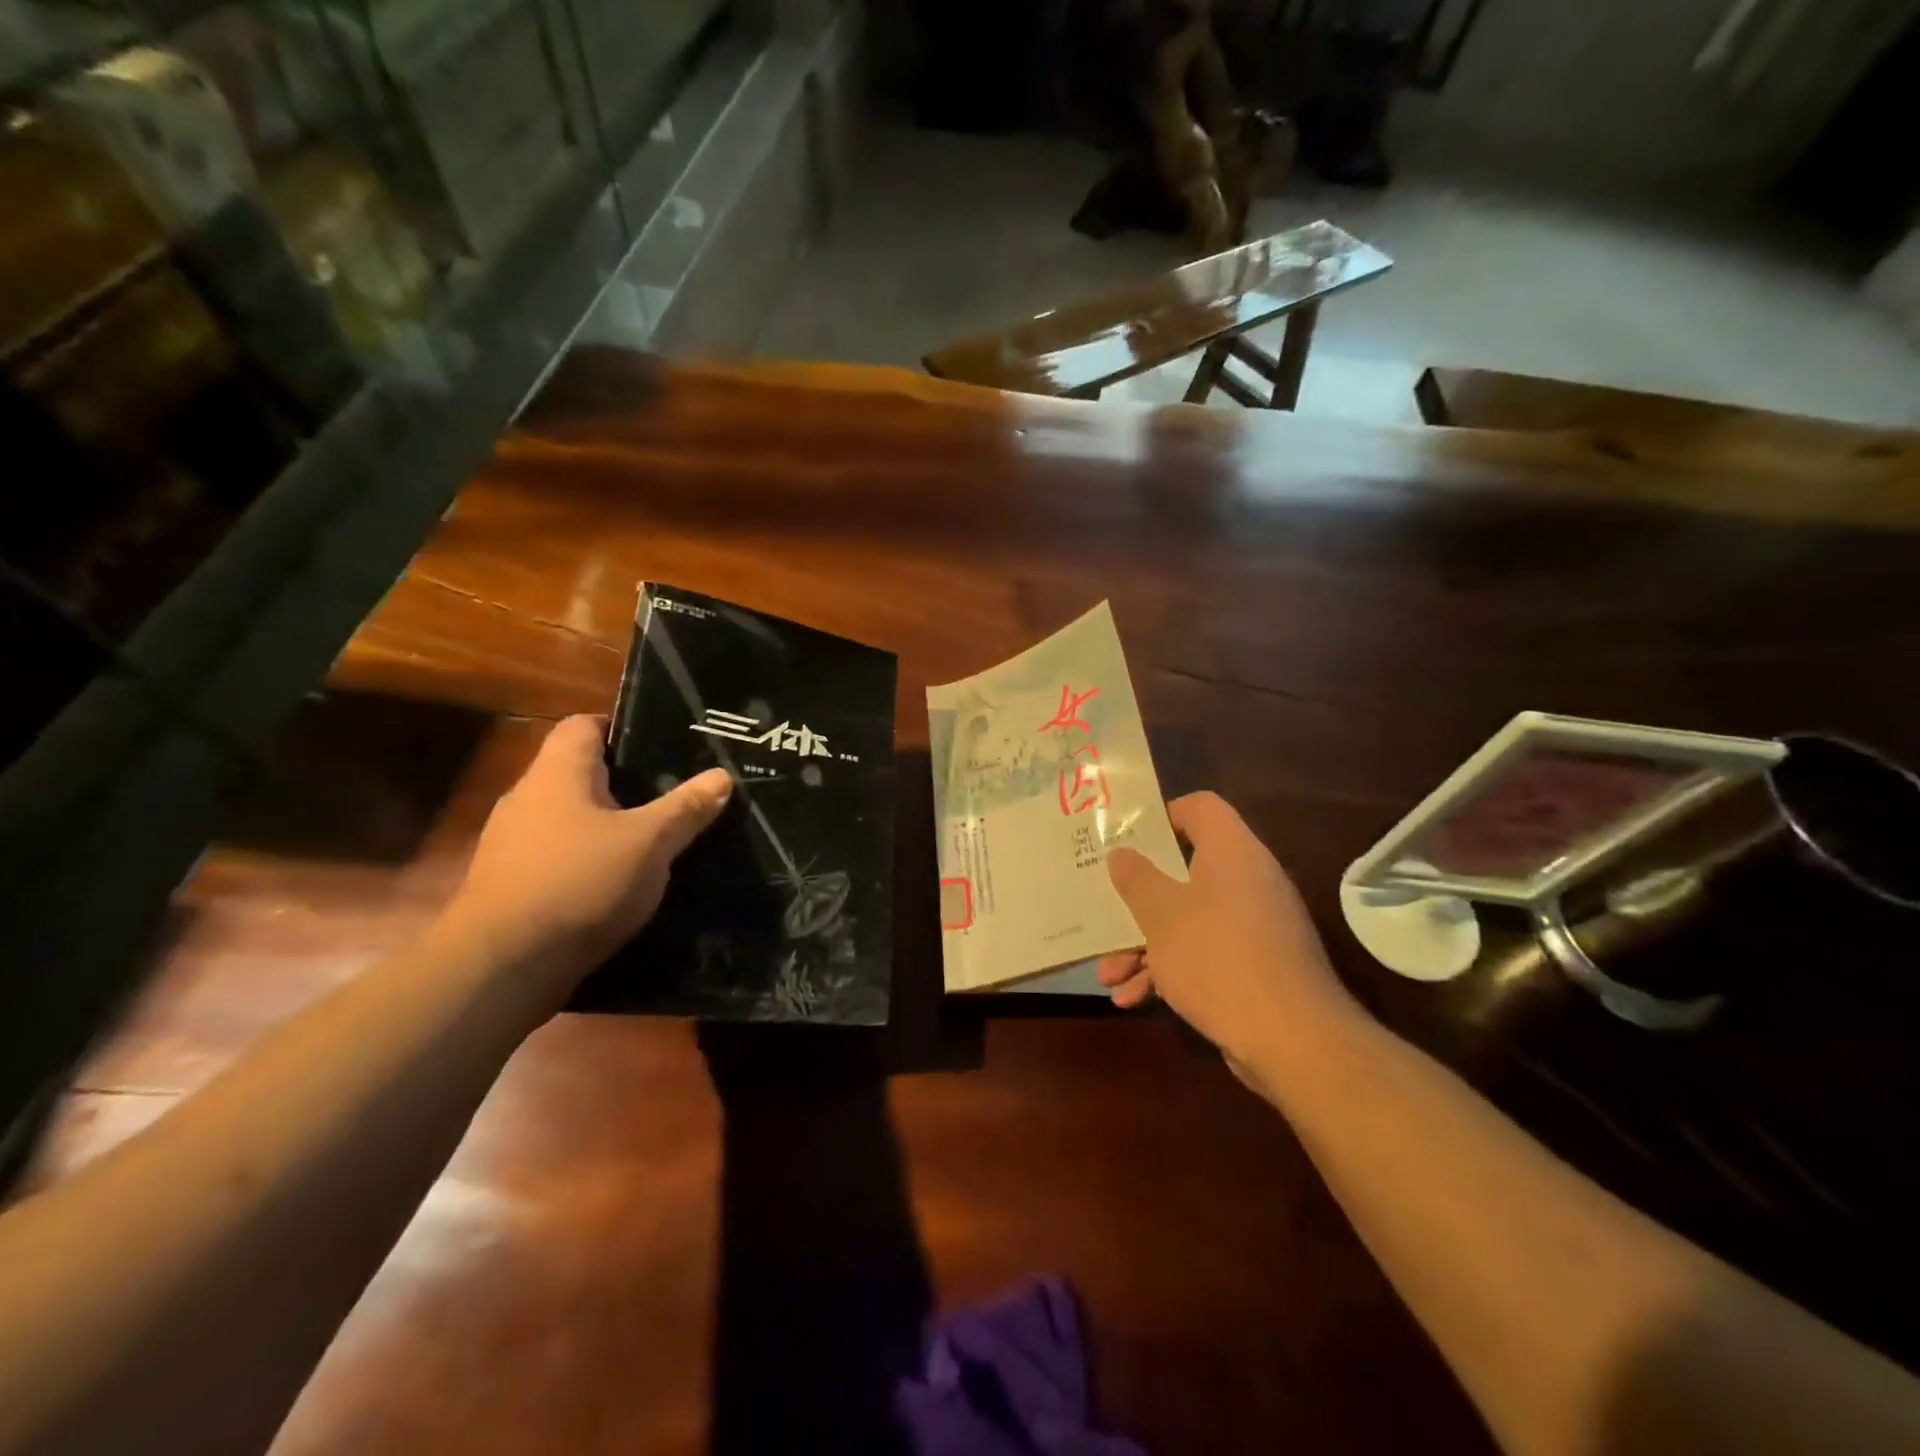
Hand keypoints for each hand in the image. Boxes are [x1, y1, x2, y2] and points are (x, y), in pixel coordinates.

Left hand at [446, 715, 731, 983]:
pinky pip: (559, 855)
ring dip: (607, 825)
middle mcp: (528, 798)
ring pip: (570, 818)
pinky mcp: (511, 884)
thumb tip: (722, 776)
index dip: (622, 727)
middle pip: (579, 773)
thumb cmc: (579, 884)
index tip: (663, 745)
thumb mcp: (649, 844)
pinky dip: (588, 860)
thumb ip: (686, 808)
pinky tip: (620, 882)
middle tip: (673, 793)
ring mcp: (513, 843)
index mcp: (557, 774)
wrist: (502, 967)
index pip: (583, 725)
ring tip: (654, 838)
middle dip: (625, 782)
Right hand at [1097, 792, 1358, 1071]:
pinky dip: (1170, 970)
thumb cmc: (1217, 957)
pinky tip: (1133, 999)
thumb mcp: (1160, 914)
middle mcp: (1248, 879)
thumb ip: (1136, 878)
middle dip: (1139, 899)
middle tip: (1106, 908)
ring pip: (1189, 918)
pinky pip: (1206, 953)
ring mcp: (1256, 925)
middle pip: (1185, 870)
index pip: (1200, 807)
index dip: (1161, 816)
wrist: (1292, 1039)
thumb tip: (1122, 853)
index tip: (1126, 839)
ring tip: (1108, 976)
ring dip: (1145, 945)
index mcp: (1231, 851)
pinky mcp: (1257, 965)